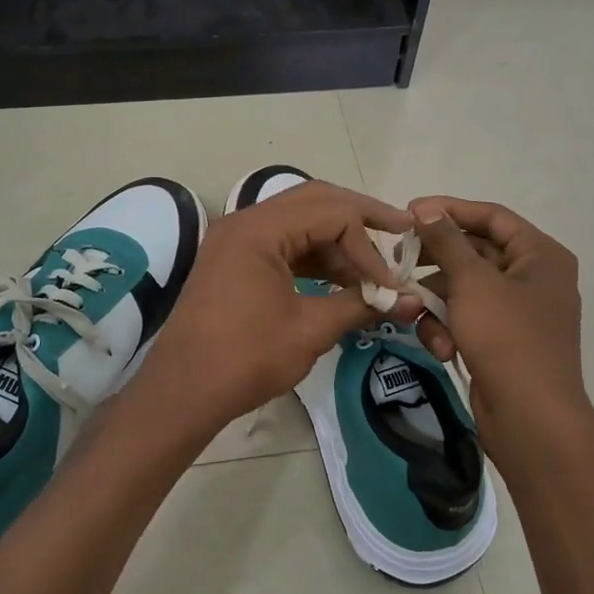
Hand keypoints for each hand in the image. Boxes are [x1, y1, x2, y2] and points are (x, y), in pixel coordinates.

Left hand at [136, 181, 423, 440]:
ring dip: (337, 239)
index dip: (368, 245)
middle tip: (400, 230)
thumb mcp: (310, 330)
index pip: (332, 213)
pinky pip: (283, 242)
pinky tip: (341, 278)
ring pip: (299, 220)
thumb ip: (360, 304)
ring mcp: (237, 239)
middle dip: (360, 217)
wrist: (182, 392)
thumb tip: (410, 299)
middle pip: (315, 200)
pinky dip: (314, 255)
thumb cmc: (244, 360)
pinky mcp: (235, 259)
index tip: (390, 283)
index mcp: (259, 229)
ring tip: (372, 267)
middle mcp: (245, 221)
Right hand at [406, 197, 592, 457]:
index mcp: (540, 255)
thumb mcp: (472, 282)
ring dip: (437, 303)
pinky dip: (450, 330)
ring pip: (465, 290)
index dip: (450, 210)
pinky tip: (442, 349)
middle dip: (436, 263)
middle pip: (475, 253)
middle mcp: (534, 278)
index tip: (409, 211)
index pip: (492, 217)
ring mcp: (519, 313)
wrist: (531, 419)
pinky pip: (468, 320)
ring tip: (415, 314)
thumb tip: (426, 209)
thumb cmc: (507, 338)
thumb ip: (447, 241)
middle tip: (399, 261)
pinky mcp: (502, 342)